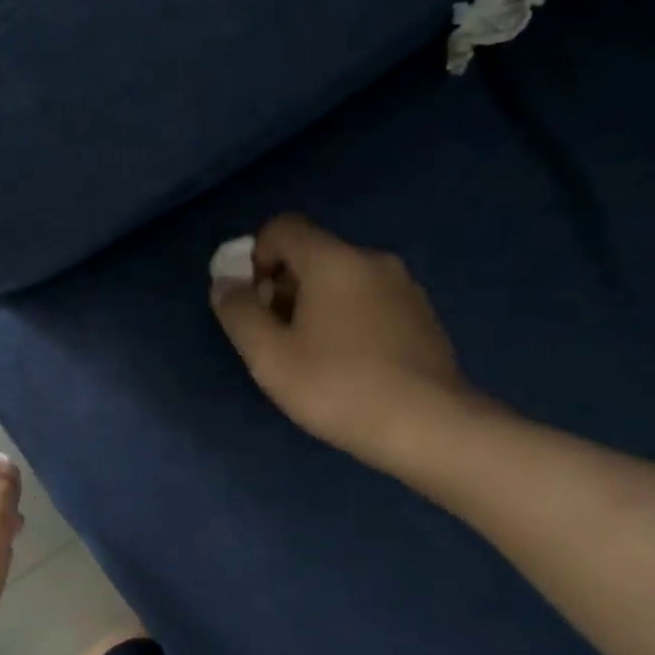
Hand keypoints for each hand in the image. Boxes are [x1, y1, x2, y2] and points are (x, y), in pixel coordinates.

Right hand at [210, 214, 480, 472]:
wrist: (429, 426)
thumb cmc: (337, 387)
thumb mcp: (269, 355)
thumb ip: (238, 311)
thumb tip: (224, 281)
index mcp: (333, 260)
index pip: (282, 228)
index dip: (254, 258)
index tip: (252, 304)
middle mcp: (372, 260)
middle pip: (311, 255)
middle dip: (282, 288)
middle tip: (276, 340)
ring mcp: (404, 287)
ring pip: (341, 281)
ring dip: (314, 307)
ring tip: (311, 359)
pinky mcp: (422, 316)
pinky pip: (368, 302)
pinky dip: (346, 321)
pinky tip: (348, 367)